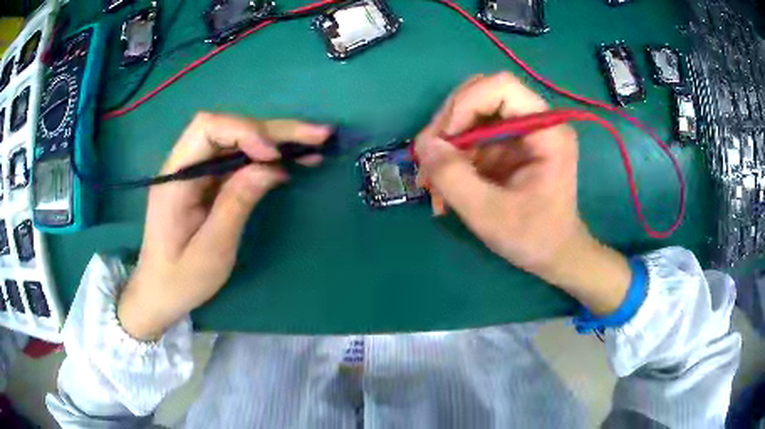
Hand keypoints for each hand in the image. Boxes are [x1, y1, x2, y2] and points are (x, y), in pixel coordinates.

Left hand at [118, 113, 332, 339]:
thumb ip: (236, 204)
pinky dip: (267, 158)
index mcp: (175, 179)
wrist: (160, 291)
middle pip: (229, 128)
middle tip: (318, 135)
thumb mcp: (211, 250)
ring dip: (276, 139)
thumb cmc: (181, 278)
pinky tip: (293, 161)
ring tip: (315, 144)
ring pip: (237, 139)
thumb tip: (272, 167)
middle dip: (274, 130)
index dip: (244, 132)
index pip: (207, 129)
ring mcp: (196, 171)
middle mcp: (184, 164)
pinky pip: (238, 159)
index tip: (274, 156)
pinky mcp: (207, 181)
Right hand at [415, 73, 630, 314]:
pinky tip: (443, 188)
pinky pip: (471, 138)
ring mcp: (520, 134)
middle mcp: (535, 122)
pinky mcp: (509, 147)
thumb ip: (454, 178)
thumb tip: (423, 145)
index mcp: (546, 130)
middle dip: (447, 126)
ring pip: (470, 117)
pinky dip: (452, 159)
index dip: (465, 104)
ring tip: (431, 183)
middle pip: (480, 96)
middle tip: (426, 160)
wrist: (555, 256)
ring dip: (445, 146)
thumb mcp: (489, 214)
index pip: (501, 87)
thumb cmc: (534, 238)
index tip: (443, 141)